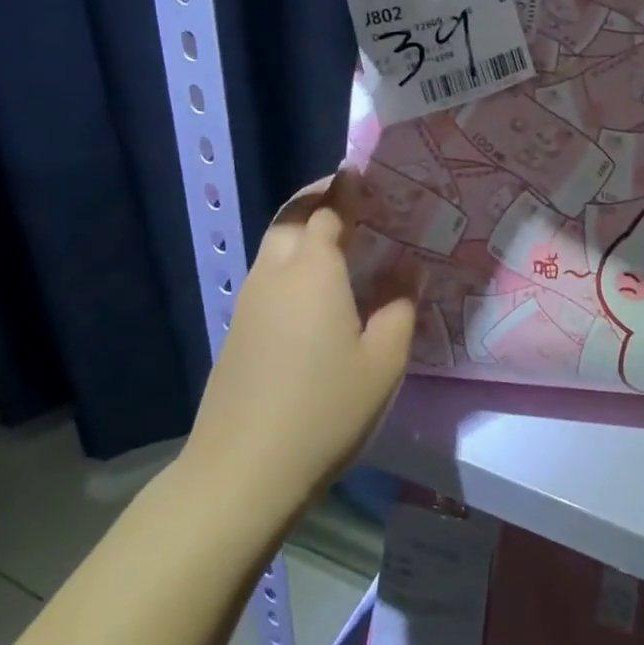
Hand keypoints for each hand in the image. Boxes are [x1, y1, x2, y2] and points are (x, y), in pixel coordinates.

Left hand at [178, 172, 417, 510]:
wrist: (243, 471)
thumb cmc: (325, 410)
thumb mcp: (383, 360)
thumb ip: (399, 305)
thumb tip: (407, 266)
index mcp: (313, 271)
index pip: (327, 211)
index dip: (345, 189)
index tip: (360, 173)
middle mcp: (275, 275)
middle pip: (290, 218)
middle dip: (316, 199)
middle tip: (348, 199)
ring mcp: (248, 303)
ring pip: (272, 246)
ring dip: (299, 228)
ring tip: (334, 238)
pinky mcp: (237, 331)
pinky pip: (266, 275)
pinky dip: (289, 261)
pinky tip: (312, 288)